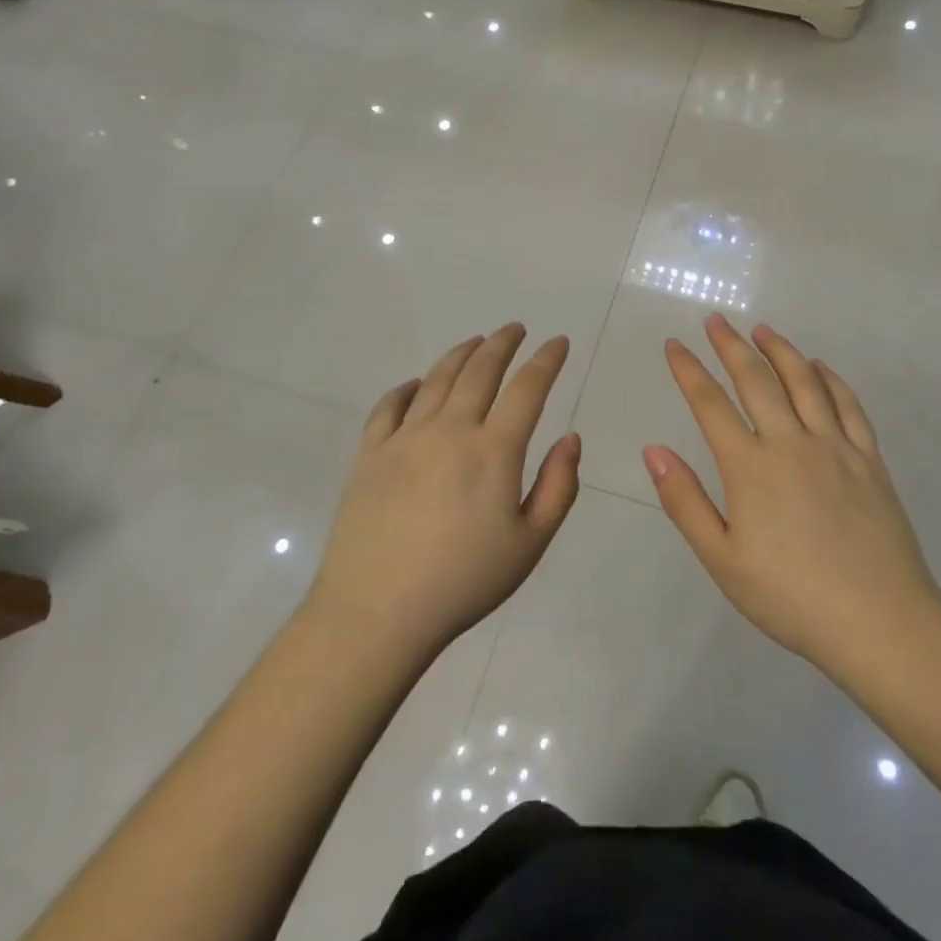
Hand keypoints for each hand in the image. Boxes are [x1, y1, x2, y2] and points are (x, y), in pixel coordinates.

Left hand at [307, 325, 581, 658]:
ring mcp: (404, 438)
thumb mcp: (529, 543)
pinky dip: (407, 387)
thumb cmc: (464, 582)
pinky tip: (415, 384)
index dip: (546, 360)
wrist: (378, 611)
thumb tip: (571, 437)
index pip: (527, 388)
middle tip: (514, 329)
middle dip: (502, 343)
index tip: (558, 342)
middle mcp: (450, 429)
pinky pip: (389, 405)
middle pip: (479, 370)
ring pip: (436, 379)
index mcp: (494, 450)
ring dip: (460, 354)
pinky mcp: (369, 453)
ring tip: (475, 342)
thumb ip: (558, 486)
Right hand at [643, 315, 940, 671]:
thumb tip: (654, 450)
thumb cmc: (790, 597)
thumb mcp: (722, 559)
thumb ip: (685, 501)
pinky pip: (848, 406)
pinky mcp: (870, 461)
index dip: (689, 370)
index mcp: (751, 467)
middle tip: (716, 320)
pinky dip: (831, 380)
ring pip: (805, 383)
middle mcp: (792, 443)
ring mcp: (836, 448)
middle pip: (757, 380)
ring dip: (781, 351)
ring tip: (763, 330)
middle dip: (731, 346)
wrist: (880, 623)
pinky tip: (820, 368)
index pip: (710, 404)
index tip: (674, 345)